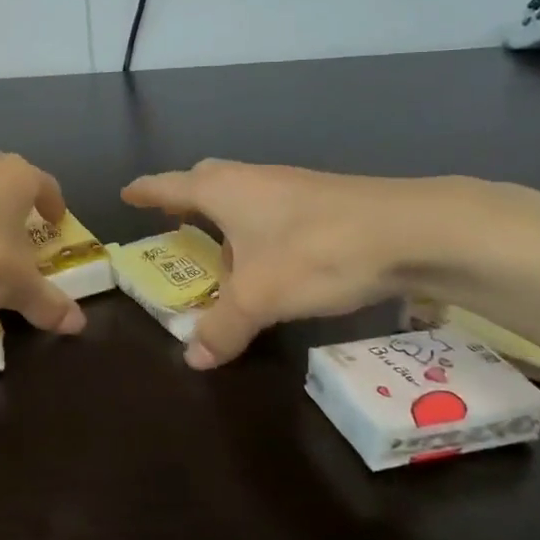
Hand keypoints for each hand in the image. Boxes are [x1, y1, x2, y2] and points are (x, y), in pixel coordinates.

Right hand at [122, 160, 471, 368]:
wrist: (412, 230)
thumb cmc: (317, 252)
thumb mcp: (261, 298)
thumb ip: (224, 327)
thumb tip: (194, 357)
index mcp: (225, 191)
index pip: (171, 186)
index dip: (147, 192)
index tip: (127, 194)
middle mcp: (254, 181)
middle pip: (208, 181)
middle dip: (186, 199)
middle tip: (171, 221)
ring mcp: (292, 187)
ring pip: (245, 198)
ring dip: (227, 221)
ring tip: (223, 258)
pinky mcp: (324, 201)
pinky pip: (273, 212)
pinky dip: (260, 232)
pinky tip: (275, 263)